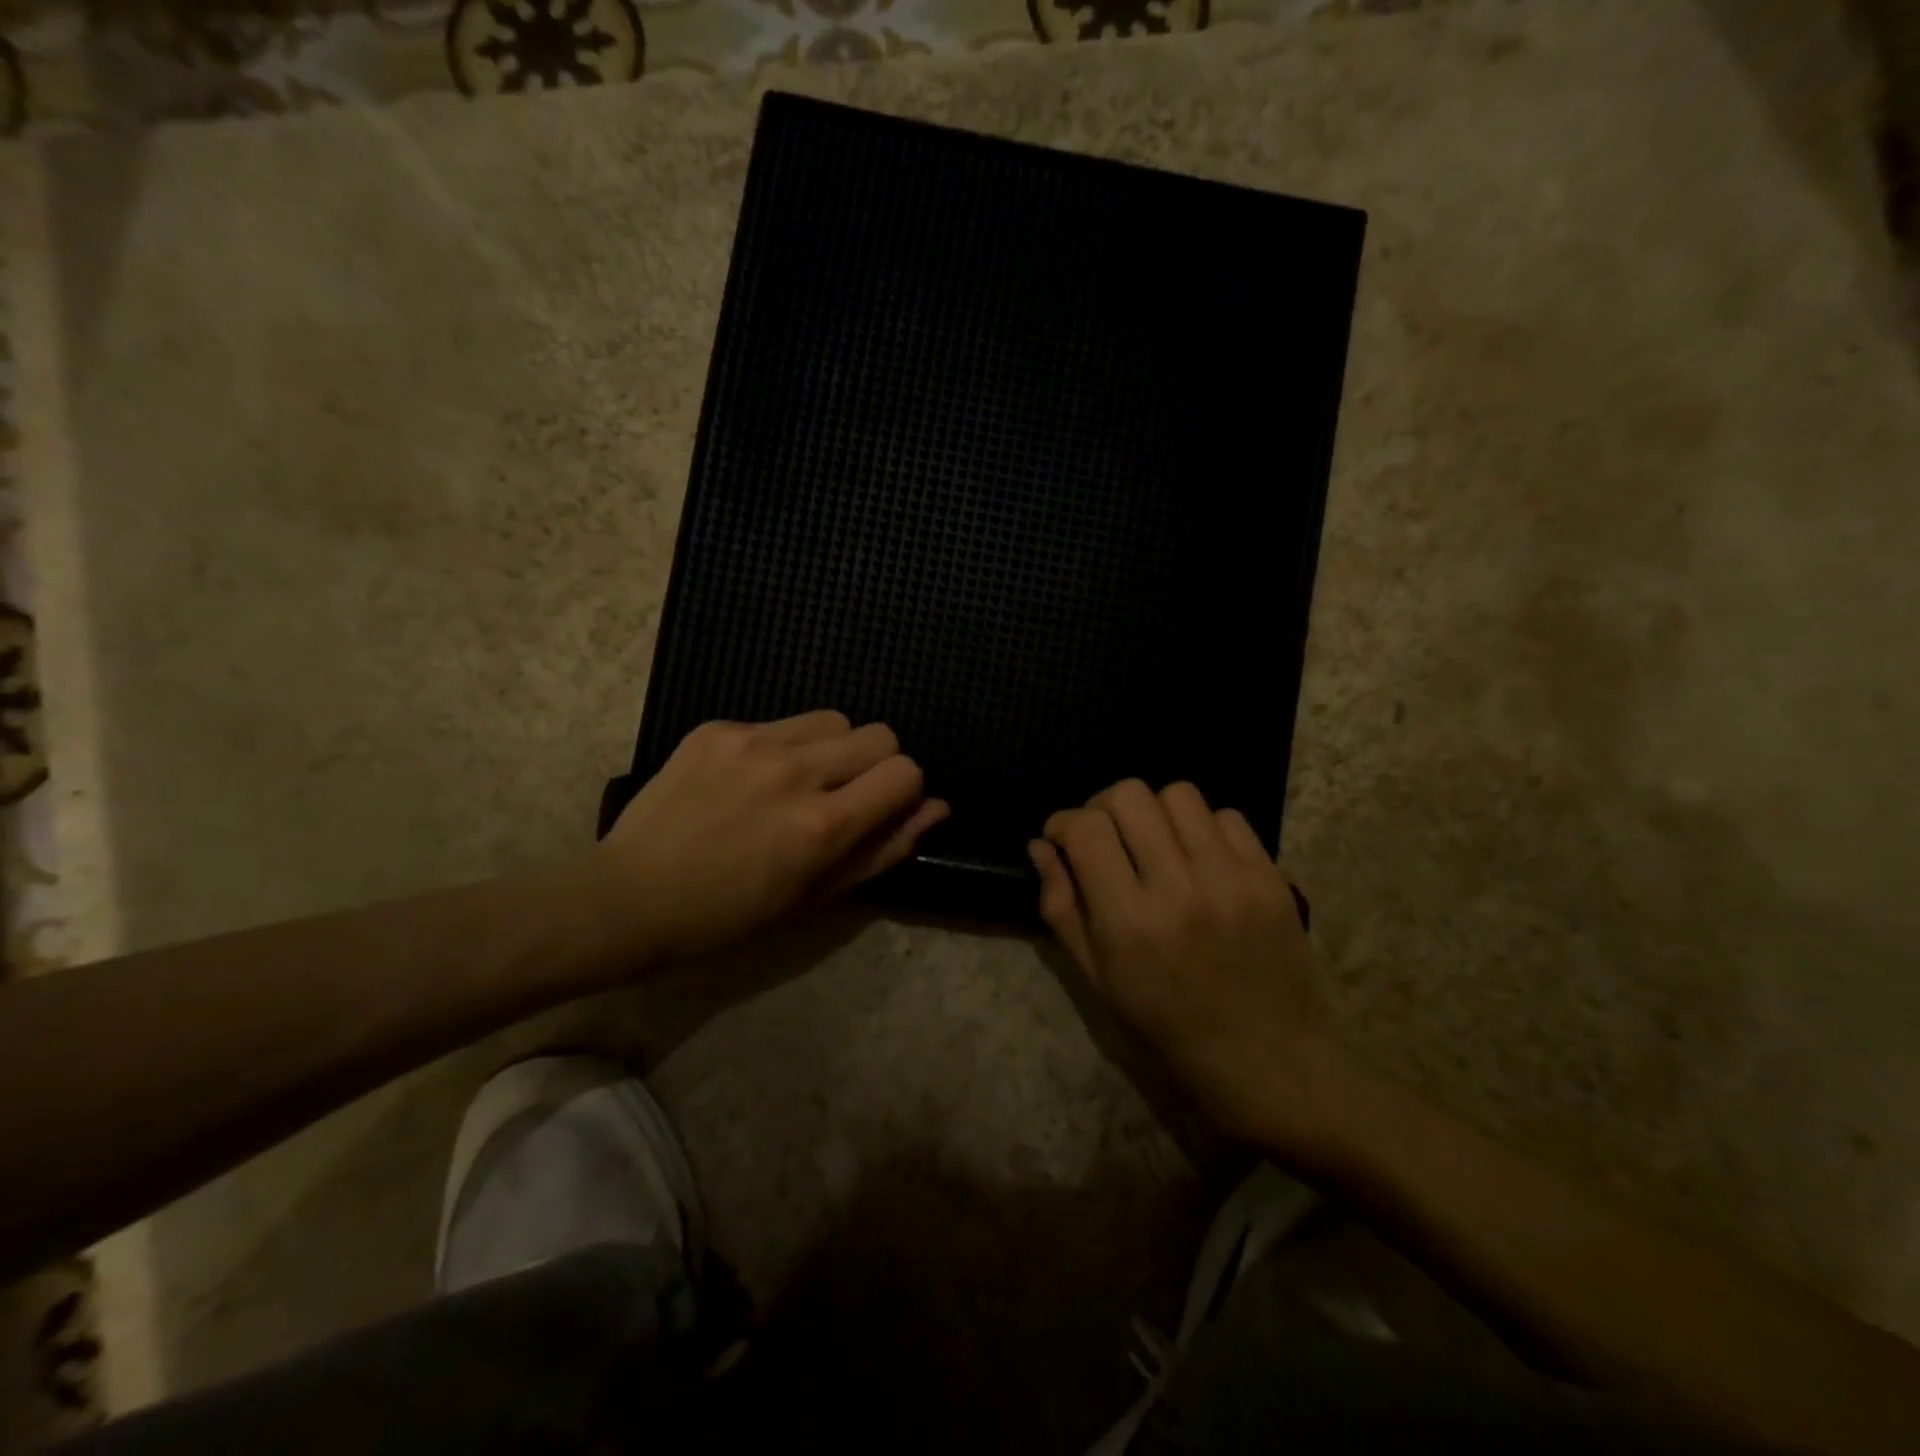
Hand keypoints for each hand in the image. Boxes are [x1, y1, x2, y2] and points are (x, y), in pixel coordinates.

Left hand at [594, 712, 947, 957]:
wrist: (631, 896)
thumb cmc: (731, 915)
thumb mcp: (817, 896)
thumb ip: (884, 849)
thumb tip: (936, 809)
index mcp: (823, 824)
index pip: (905, 772)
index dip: (903, 791)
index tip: (880, 810)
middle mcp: (795, 771)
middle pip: (879, 734)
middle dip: (875, 764)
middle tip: (840, 797)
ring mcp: (752, 742)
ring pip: (833, 719)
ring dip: (831, 749)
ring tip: (797, 783)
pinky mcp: (717, 728)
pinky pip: (779, 722)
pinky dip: (781, 747)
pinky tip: (748, 779)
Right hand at [1032, 779, 1327, 1147]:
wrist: (1270, 1062)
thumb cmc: (1168, 1027)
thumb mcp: (1098, 978)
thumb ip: (1062, 906)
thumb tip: (1041, 846)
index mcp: (1129, 922)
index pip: (1087, 829)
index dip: (1063, 822)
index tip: (1061, 837)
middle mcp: (1180, 889)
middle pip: (1130, 795)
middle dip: (1103, 807)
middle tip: (1105, 836)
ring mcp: (1232, 878)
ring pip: (1179, 794)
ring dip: (1154, 812)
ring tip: (1154, 843)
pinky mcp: (1270, 877)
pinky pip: (1227, 816)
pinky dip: (1202, 828)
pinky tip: (1198, 859)